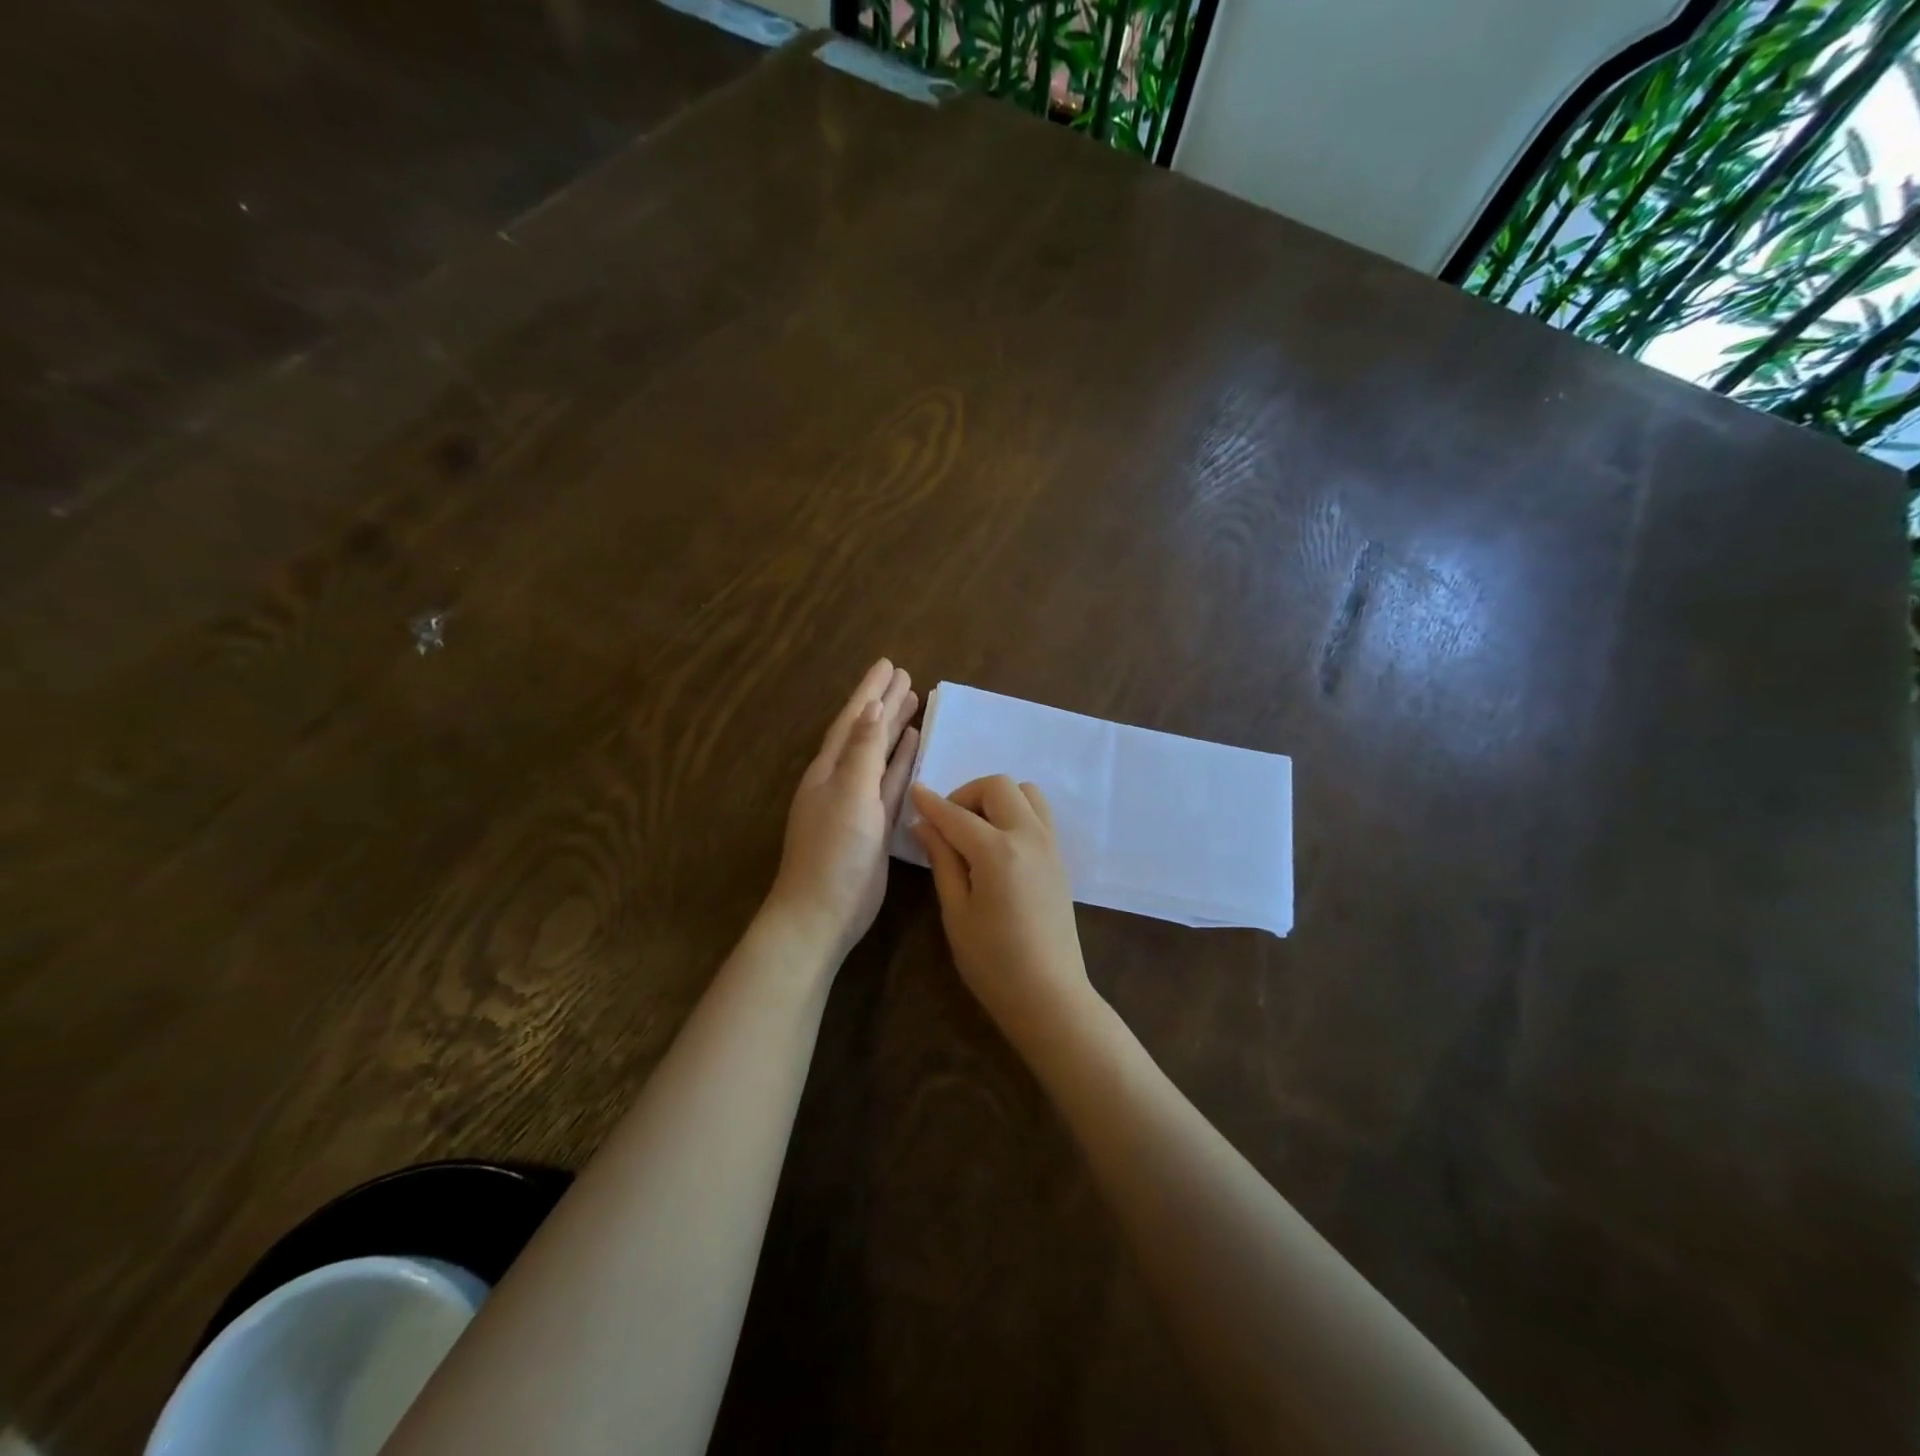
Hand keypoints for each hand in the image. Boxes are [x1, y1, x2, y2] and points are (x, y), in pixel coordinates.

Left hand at [767, 659, 918, 960]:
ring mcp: (859, 801)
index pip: (854, 719)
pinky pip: (890, 781)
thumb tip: (873, 707)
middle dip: (884, 702)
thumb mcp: (849, 794)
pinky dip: (901, 761)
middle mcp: (842, 778)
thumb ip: (864, 751)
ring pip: (880, 754)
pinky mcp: (875, 823)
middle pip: (867, 730)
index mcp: (829, 768)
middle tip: (905, 675)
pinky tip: (913, 746)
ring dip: (895, 728)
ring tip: (913, 701)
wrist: (823, 911)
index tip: (888, 663)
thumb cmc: (833, 850)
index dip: (870, 691)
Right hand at [909, 775, 1094, 1050]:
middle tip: (948, 824)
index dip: (931, 803)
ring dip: (997, 798)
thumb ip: (942, 860)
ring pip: (1026, 792)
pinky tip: (998, 845)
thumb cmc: (993, 962)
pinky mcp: (1060, 857)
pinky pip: (1039, 813)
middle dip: (967, 794)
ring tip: (976, 830)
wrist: (1049, 995)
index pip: (956, 815)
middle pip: (999, 786)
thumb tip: (923, 825)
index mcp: (998, 851)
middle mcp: (1029, 836)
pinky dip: (1015, 812)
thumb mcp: (956, 912)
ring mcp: (1050, 844)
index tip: (913, 791)